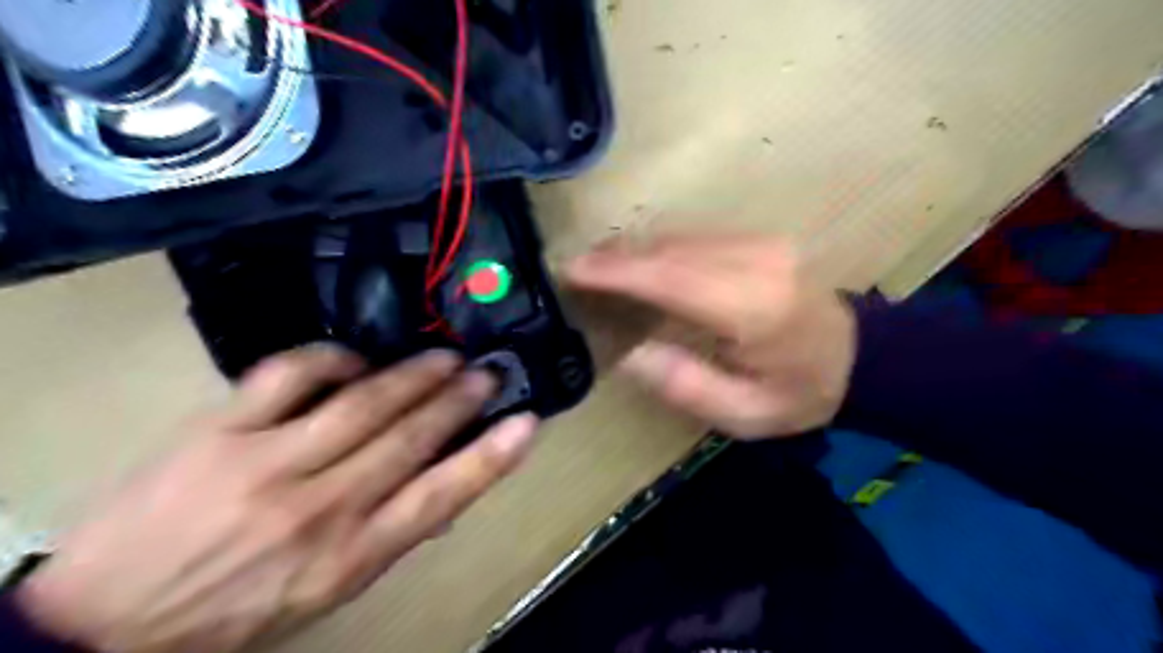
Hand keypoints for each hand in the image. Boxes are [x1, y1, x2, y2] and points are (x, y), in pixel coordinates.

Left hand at [13, 345, 539, 649]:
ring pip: (363, 402)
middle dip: (457, 400)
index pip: (441, 497)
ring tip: (444, 357)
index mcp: (350, 556)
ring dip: (413, 374)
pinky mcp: (220, 431)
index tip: (525, 423)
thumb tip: (443, 491)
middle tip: (485, 372)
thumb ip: (388, 536)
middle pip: (409, 439)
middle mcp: (320, 507)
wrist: (104, 628)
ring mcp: (268, 463)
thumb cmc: (237, 612)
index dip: (490, 457)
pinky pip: (289, 374)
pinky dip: (331, 357)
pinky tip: (355, 358)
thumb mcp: (327, 593)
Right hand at [570, 233, 857, 437]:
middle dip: (617, 257)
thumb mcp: (744, 414)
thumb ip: (683, 384)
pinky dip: (660, 247)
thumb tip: (629, 352)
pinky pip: (696, 235)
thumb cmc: (801, 393)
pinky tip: (640, 263)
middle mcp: (758, 262)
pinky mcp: (761, 237)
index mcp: (755, 308)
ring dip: (635, 250)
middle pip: (669, 249)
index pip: (671, 278)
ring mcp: (762, 242)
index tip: (574, 269)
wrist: (861, 355)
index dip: (618, 272)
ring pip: (679, 236)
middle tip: (576, 271)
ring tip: (599, 268)